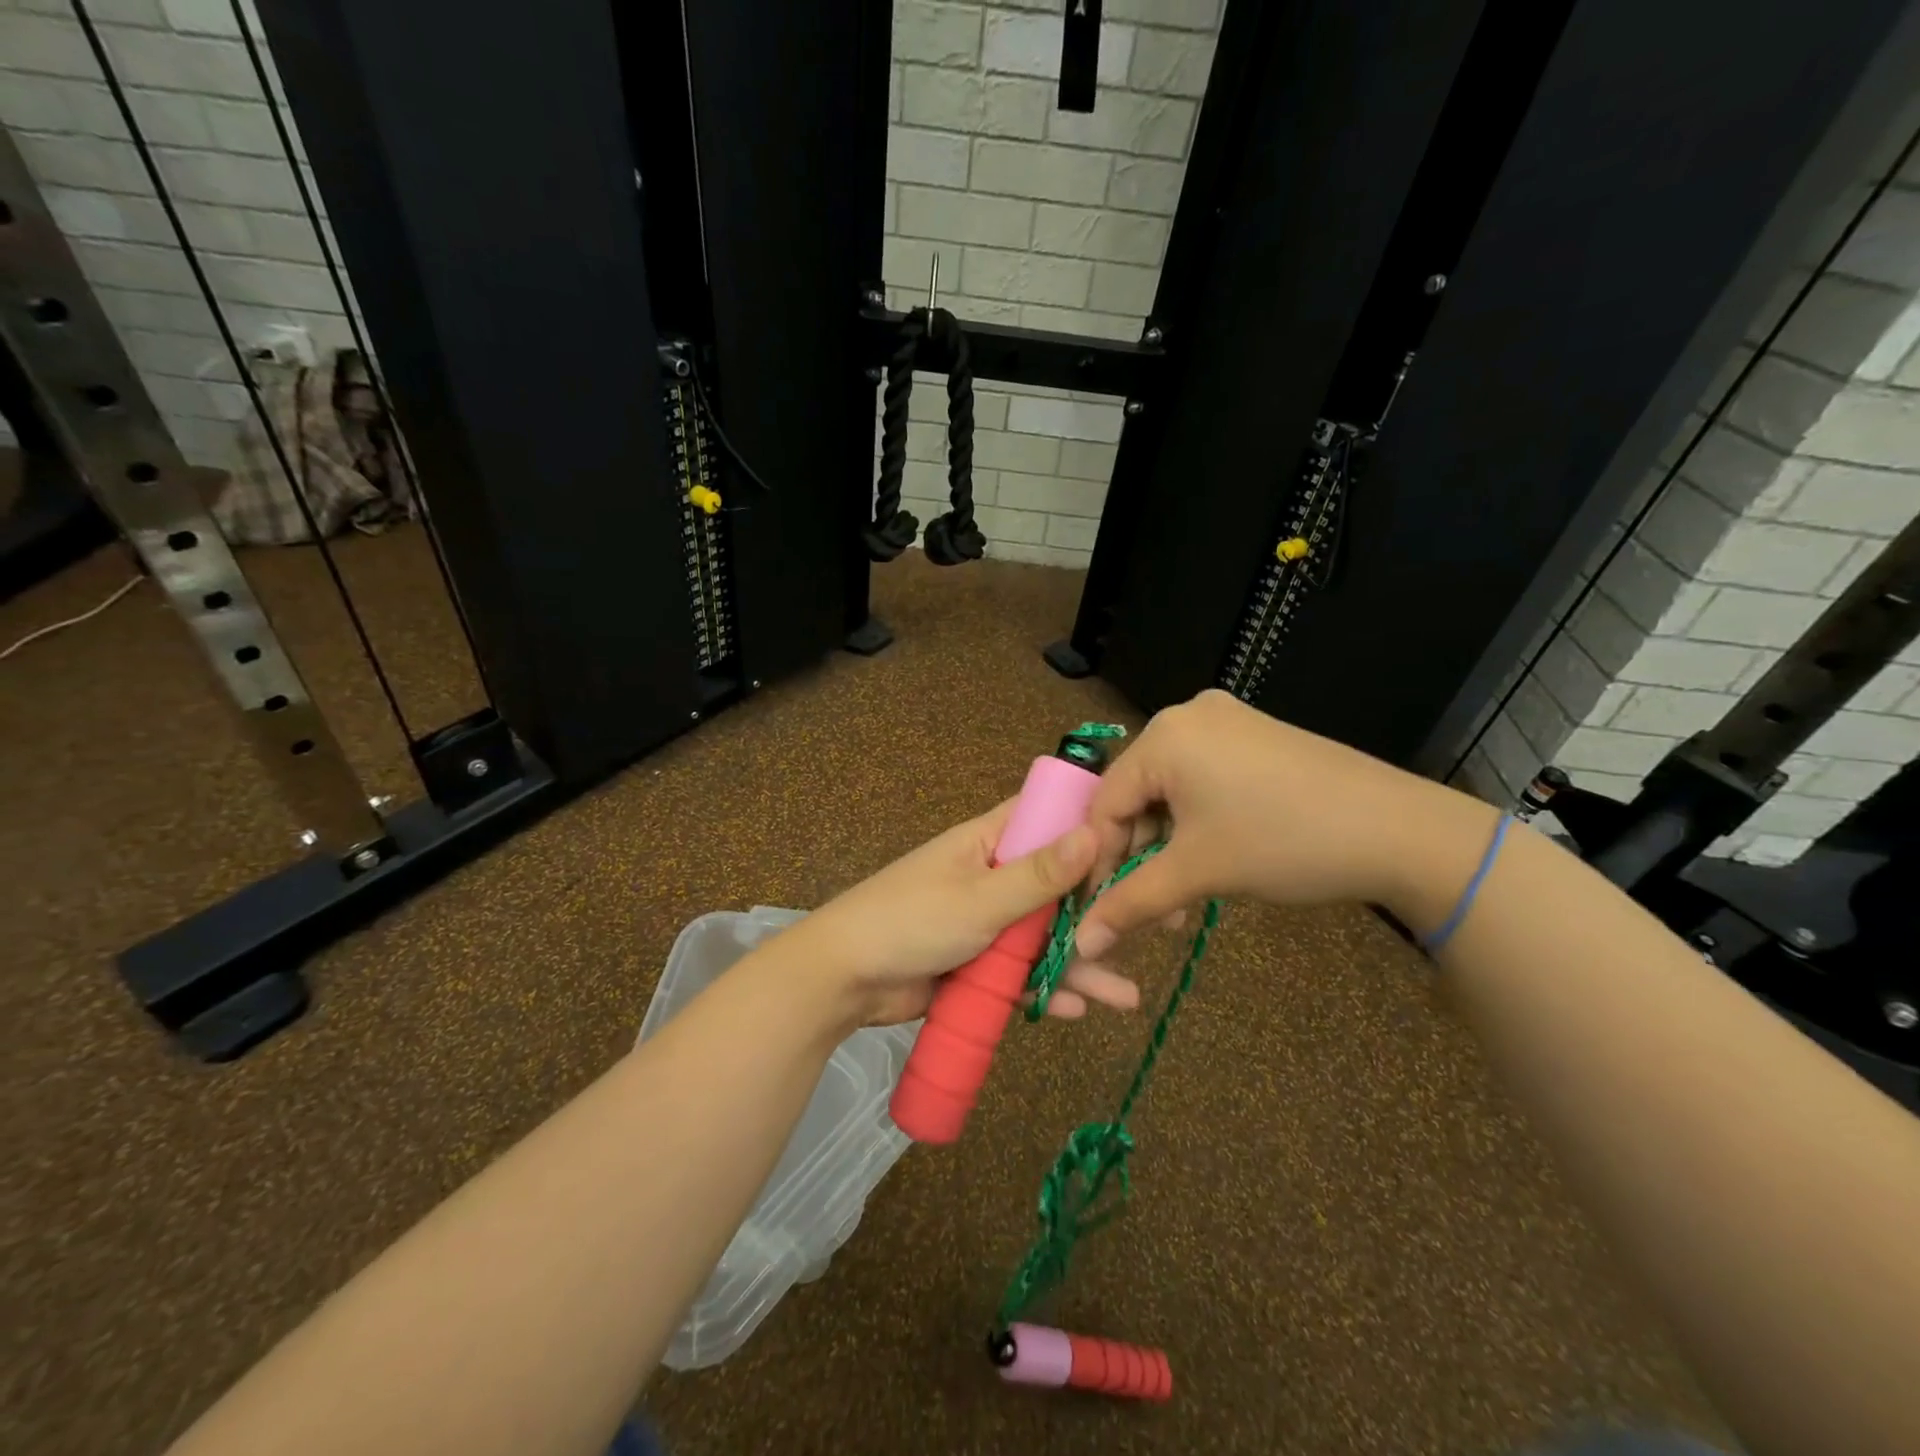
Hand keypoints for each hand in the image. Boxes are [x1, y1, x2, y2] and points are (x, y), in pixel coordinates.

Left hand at [775, 800, 1145, 1027]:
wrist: (843, 980)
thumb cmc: (911, 921)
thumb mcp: (980, 898)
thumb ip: (1039, 873)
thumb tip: (1095, 828)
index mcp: (989, 842)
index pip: (1047, 818)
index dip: (1091, 827)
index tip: (1139, 844)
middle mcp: (993, 876)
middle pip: (1057, 888)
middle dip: (1098, 912)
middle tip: (1152, 933)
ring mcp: (986, 923)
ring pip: (1044, 939)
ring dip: (1080, 964)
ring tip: (1125, 998)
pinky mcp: (976, 964)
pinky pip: (1020, 973)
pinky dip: (1044, 988)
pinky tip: (1076, 1010)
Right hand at [1074, 690, 1490, 959]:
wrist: (1400, 830)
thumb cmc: (1284, 843)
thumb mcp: (1199, 872)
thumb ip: (1130, 904)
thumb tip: (1080, 944)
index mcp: (1164, 735)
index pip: (1105, 802)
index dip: (1099, 859)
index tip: (1100, 908)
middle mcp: (1186, 715)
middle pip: (1137, 793)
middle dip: (1139, 854)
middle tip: (1152, 906)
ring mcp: (1226, 721)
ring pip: (1170, 789)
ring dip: (1168, 843)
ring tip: (1184, 893)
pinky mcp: (1255, 735)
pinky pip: (1202, 777)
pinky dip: (1196, 819)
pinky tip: (1212, 854)